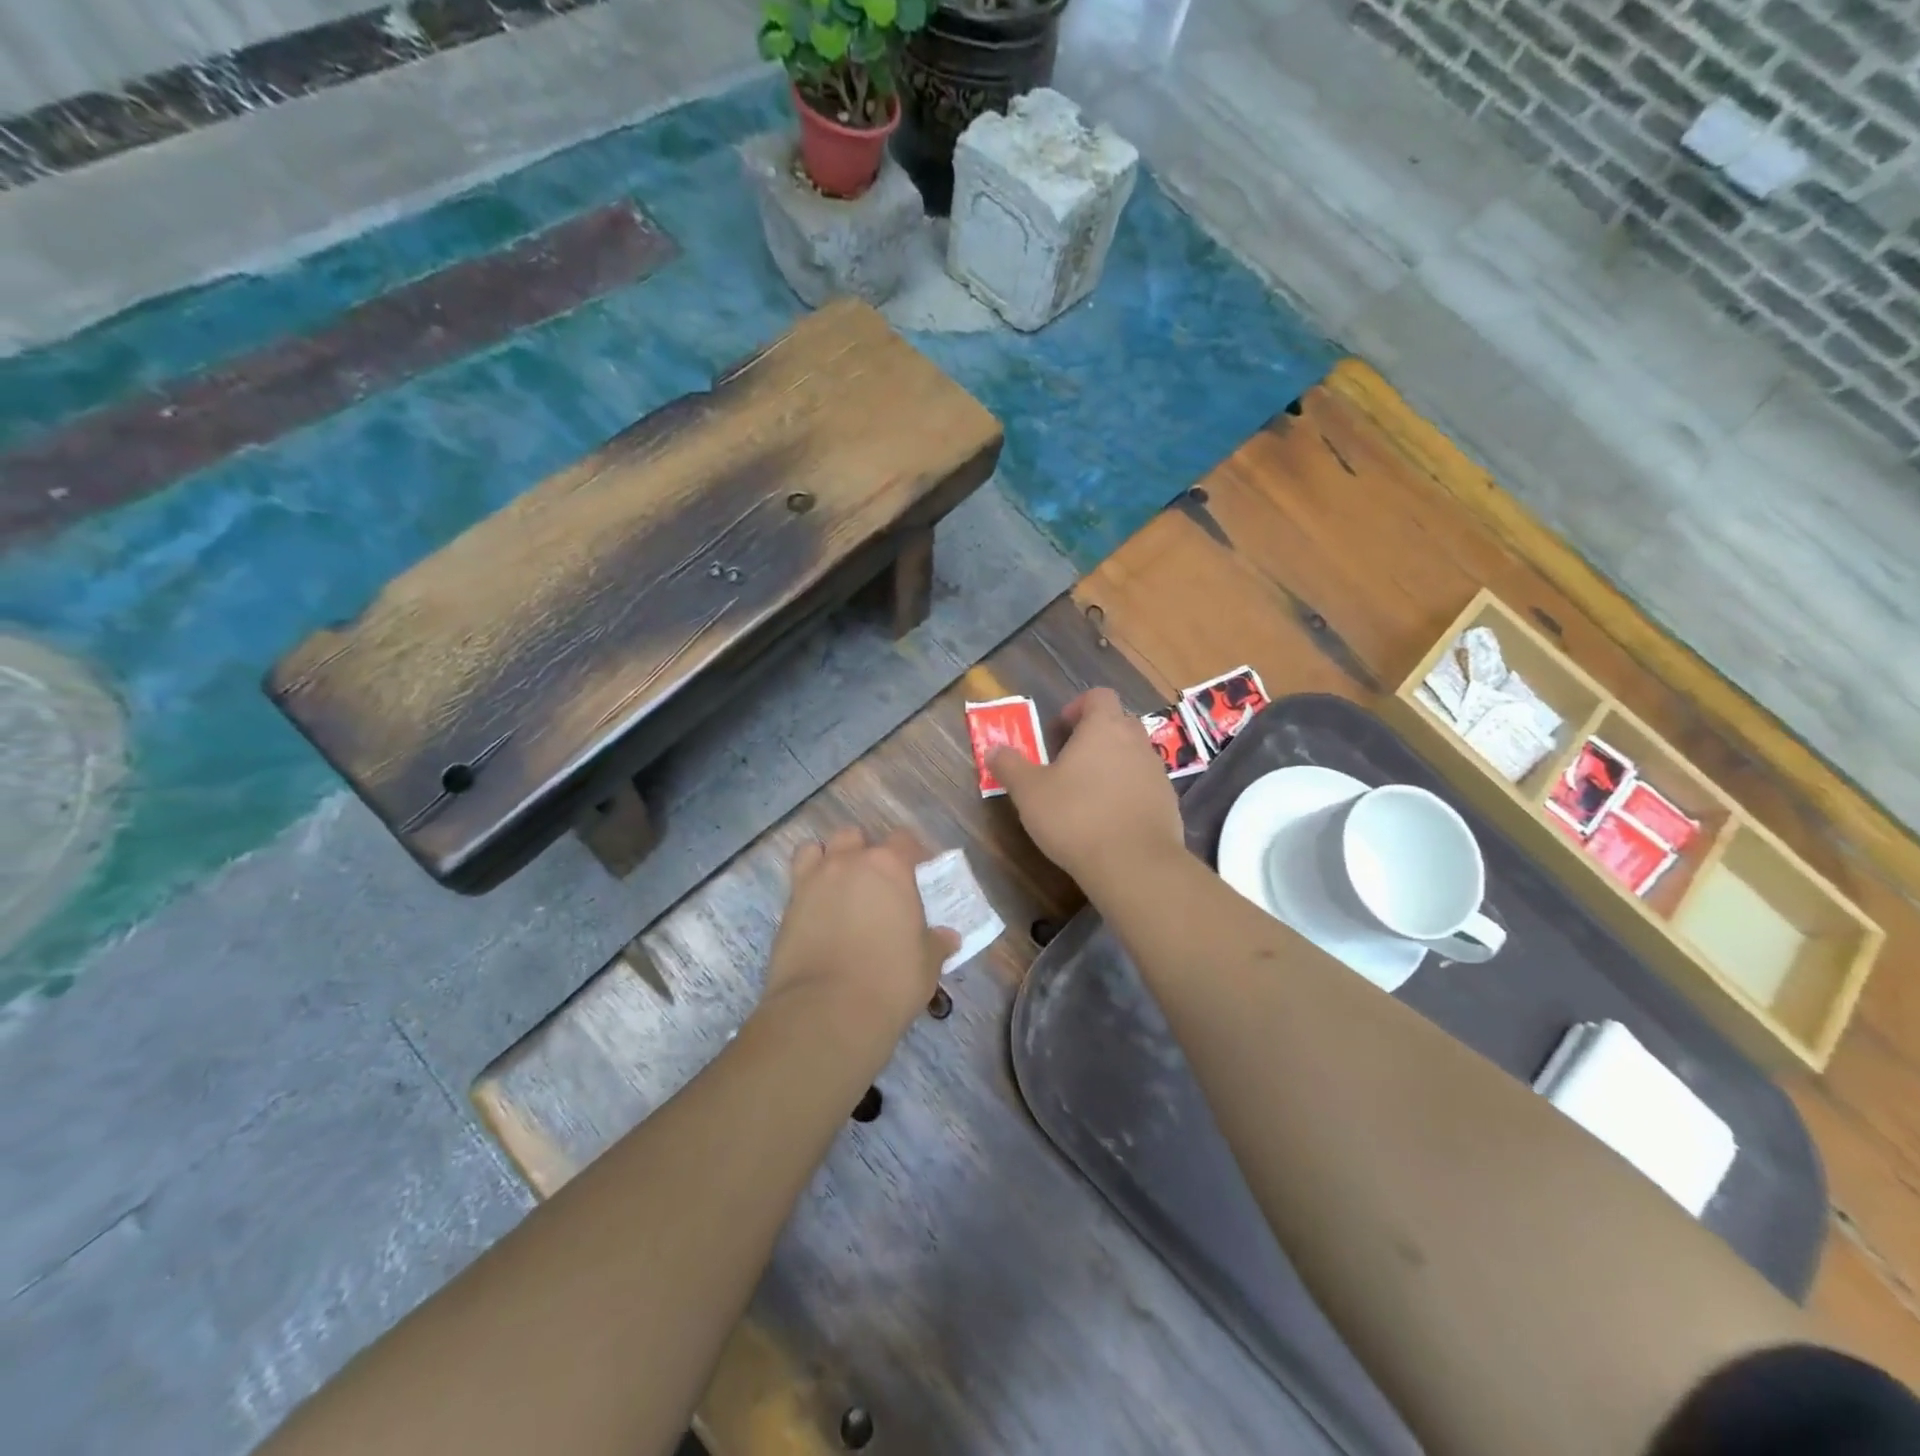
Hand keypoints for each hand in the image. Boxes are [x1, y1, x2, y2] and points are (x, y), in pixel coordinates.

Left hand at [758, 826, 959, 1050]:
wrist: (827, 1010)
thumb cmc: (890, 981)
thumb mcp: (927, 964)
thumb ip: (936, 943)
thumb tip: (947, 938)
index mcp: (890, 867)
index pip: (903, 840)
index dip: (911, 855)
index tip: (916, 874)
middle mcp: (849, 863)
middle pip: (855, 837)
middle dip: (865, 853)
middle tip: (876, 884)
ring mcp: (813, 880)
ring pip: (818, 849)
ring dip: (830, 861)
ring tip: (839, 888)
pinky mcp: (787, 905)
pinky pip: (797, 878)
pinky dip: (807, 885)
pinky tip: (816, 909)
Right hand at [987, 687, 1184, 892]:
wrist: (1133, 864)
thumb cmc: (1075, 817)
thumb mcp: (1029, 792)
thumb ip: (1010, 766)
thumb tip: (993, 749)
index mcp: (1104, 727)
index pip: (1099, 696)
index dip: (1078, 707)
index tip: (1060, 730)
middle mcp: (1136, 741)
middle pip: (1119, 722)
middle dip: (1095, 735)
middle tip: (1069, 761)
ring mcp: (1157, 772)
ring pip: (1133, 755)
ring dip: (1113, 764)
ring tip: (1087, 793)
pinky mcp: (1168, 802)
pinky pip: (1145, 785)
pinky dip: (1128, 792)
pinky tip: (1109, 819)